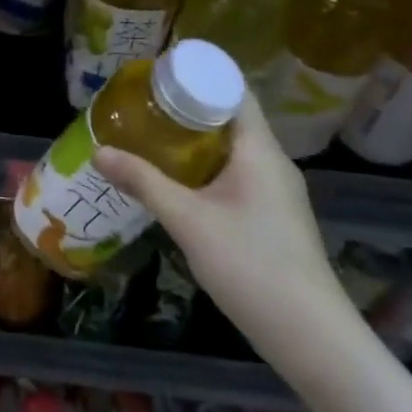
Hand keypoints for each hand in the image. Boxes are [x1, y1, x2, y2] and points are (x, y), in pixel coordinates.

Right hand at [94, 93, 355, 362]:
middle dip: (187, 107)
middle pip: (230, 117)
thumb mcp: (189, 221)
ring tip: (152, 135)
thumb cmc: (252, 266)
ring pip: (232, 148)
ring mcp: (276, 192)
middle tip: (144, 103)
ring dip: (195, 139)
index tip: (158, 72)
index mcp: (260, 150)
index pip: (234, 90)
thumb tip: (98, 151)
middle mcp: (272, 162)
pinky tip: (177, 180)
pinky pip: (236, 173)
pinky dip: (206, 166)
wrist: (312, 339)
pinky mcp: (273, 217)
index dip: (198, 74)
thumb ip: (144, 183)